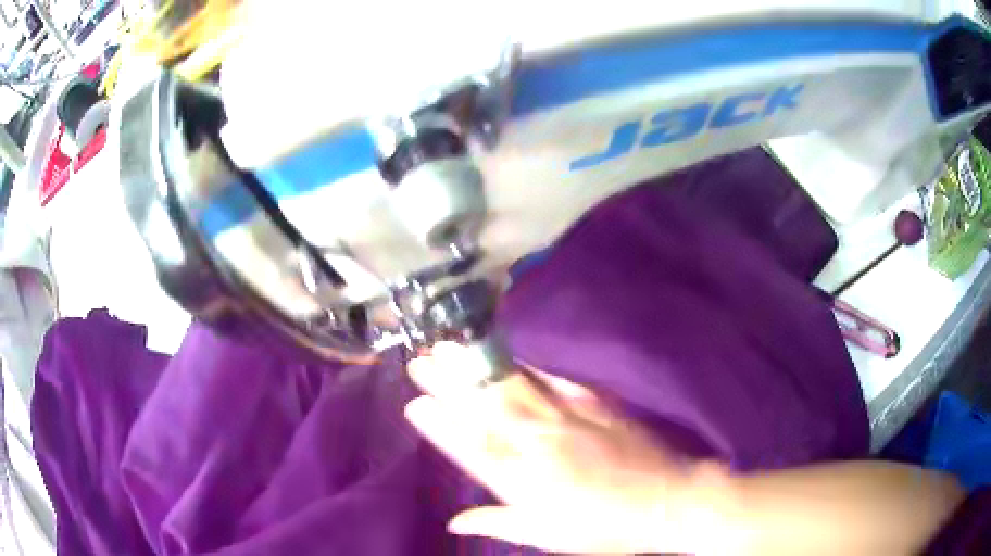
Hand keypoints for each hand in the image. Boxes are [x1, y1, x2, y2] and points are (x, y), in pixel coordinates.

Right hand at [404, 342, 708, 554]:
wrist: (663, 499)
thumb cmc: (602, 527)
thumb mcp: (546, 536)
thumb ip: (496, 523)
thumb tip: (453, 522)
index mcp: (524, 482)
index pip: (471, 447)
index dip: (439, 425)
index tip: (413, 404)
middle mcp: (538, 444)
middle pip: (484, 408)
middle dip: (448, 382)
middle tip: (419, 362)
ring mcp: (566, 418)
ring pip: (510, 387)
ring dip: (475, 366)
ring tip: (448, 348)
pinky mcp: (591, 401)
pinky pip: (549, 379)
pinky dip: (522, 365)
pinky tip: (504, 352)